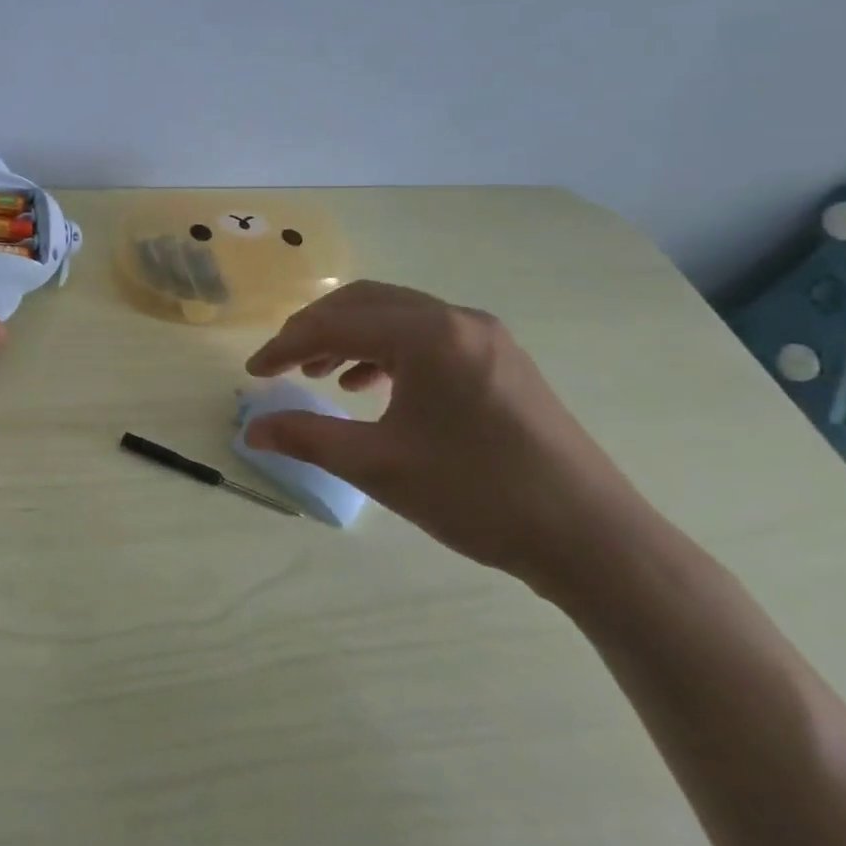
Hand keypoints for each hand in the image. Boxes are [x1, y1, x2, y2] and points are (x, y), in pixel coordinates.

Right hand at [245, 280, 650, 598]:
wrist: (594, 540)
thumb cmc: (477, 495)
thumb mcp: (379, 467)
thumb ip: (308, 438)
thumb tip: (251, 430)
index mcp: (426, 334)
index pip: (335, 323)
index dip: (286, 346)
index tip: (255, 373)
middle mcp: (456, 319)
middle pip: (365, 305)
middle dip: (316, 331)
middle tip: (283, 366)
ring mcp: (485, 337)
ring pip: (397, 318)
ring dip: (351, 339)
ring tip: (321, 376)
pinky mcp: (501, 360)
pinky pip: (428, 337)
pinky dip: (388, 353)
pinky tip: (373, 388)